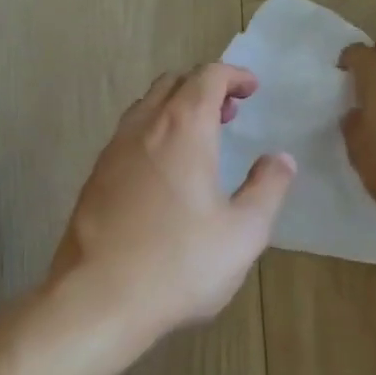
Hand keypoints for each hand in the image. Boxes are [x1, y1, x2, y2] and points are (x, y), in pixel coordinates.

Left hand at [51, 64, 296, 344]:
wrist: (97, 299)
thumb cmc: (179, 264)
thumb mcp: (243, 232)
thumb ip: (268, 189)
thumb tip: (281, 159)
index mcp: (183, 129)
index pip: (207, 76)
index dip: (233, 75)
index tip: (251, 89)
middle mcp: (143, 128)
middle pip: (172, 84)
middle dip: (204, 87)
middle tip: (229, 113)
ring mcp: (112, 152)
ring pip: (145, 108)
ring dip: (176, 109)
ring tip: (199, 140)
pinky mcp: (94, 178)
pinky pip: (127, 136)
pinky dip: (153, 133)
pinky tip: (163, 172)